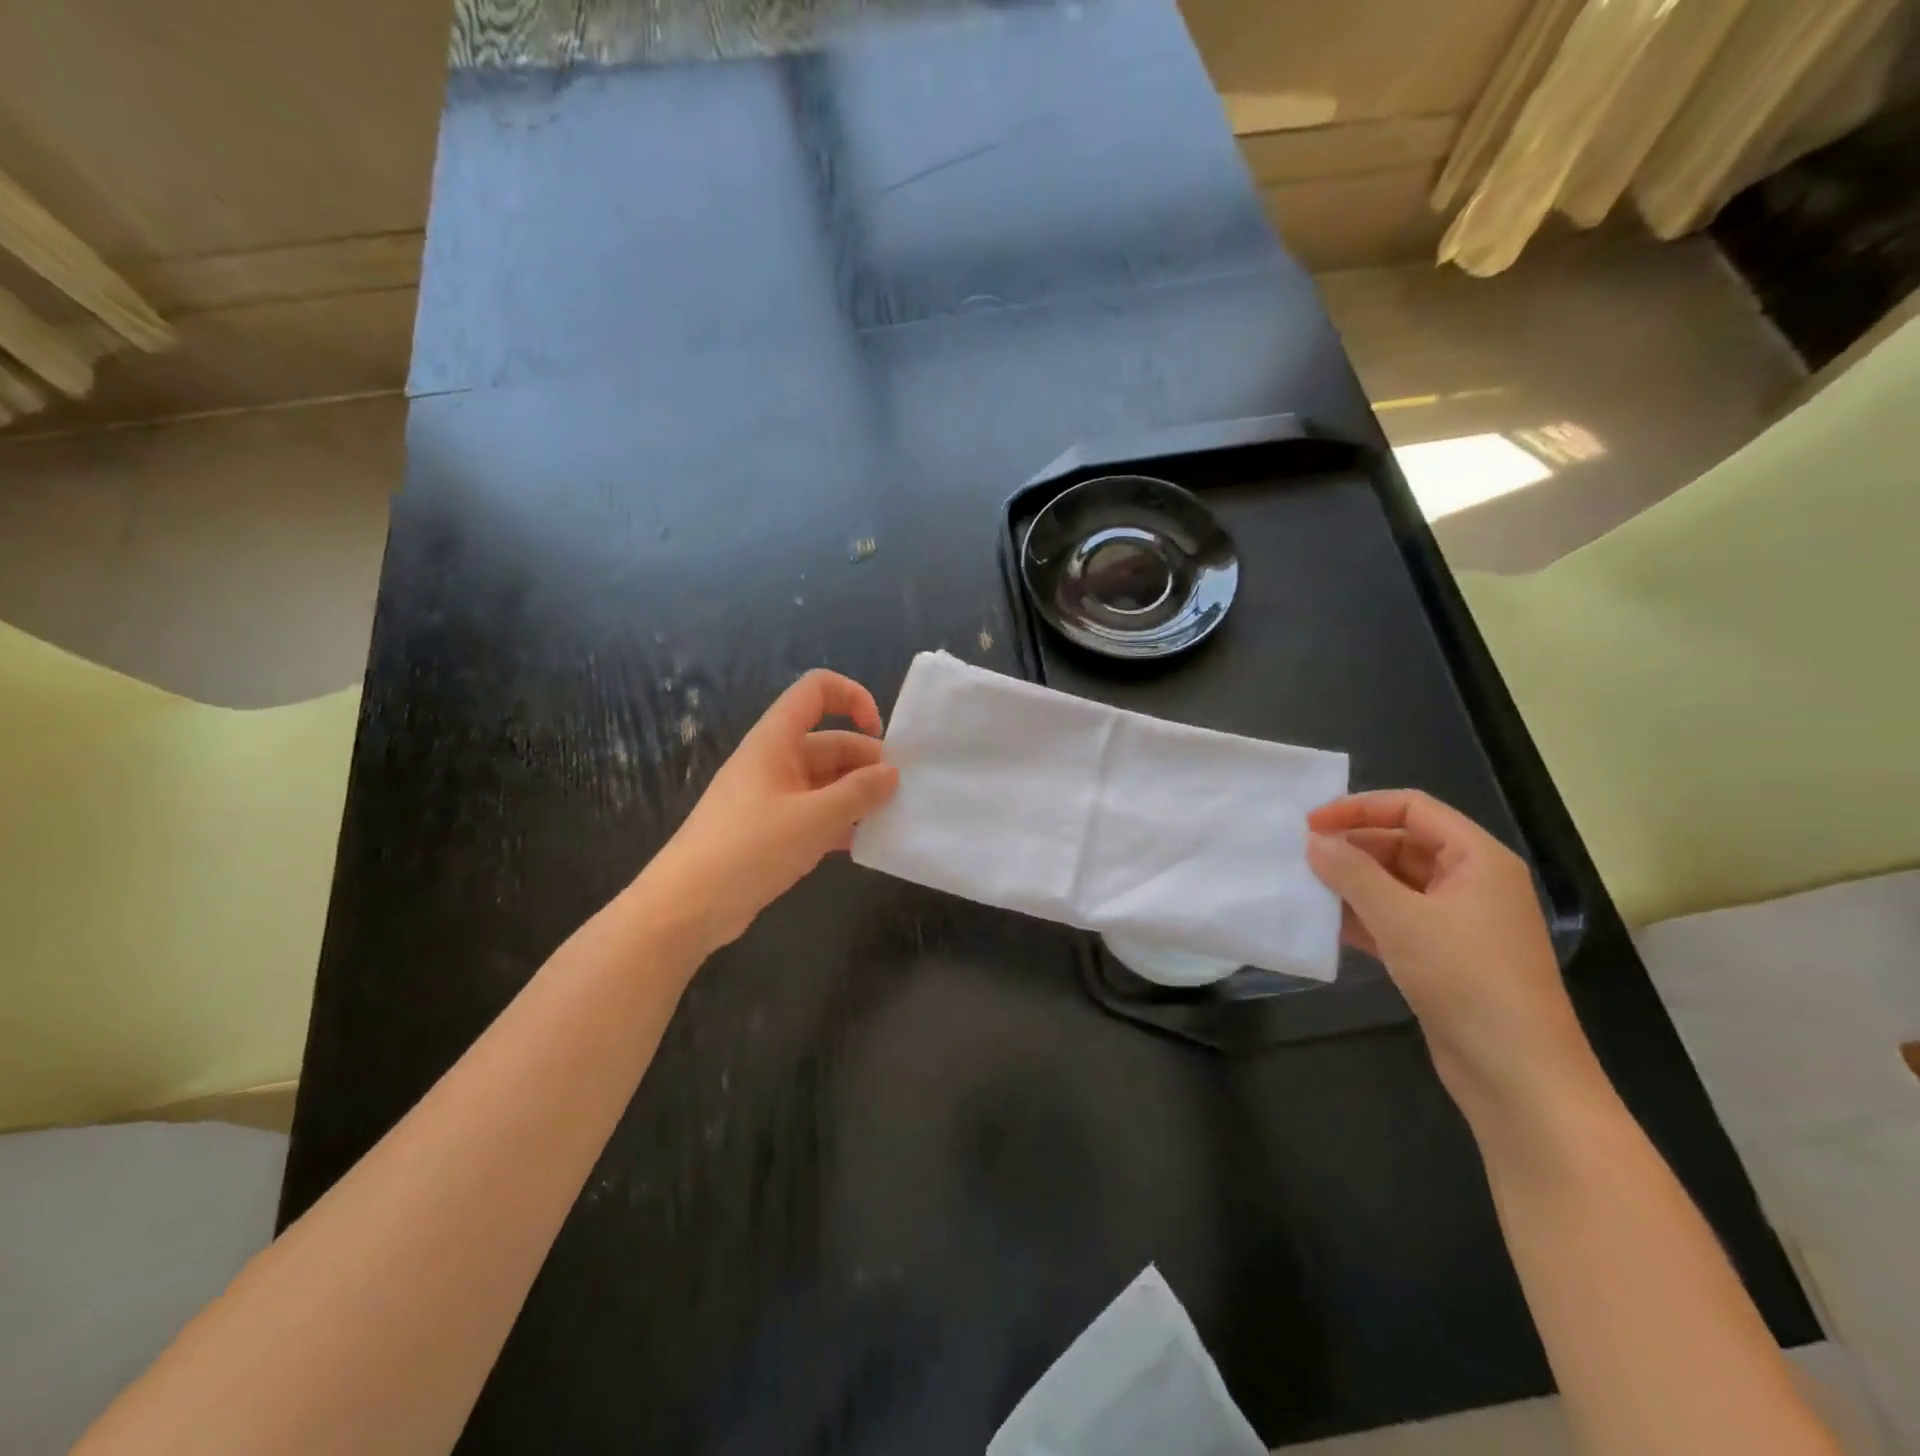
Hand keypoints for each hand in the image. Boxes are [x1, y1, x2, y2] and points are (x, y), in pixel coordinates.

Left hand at [639, 670, 899, 954]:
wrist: (687, 907)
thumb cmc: (749, 848)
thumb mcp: (814, 819)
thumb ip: (859, 793)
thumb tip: (891, 773)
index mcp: (776, 740)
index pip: (816, 691)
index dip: (853, 698)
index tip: (880, 735)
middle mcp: (774, 761)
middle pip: (829, 742)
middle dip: (866, 762)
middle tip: (899, 794)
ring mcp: (771, 797)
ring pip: (825, 782)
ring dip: (857, 796)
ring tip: (888, 819)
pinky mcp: (771, 830)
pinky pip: (814, 813)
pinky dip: (839, 823)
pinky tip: (862, 844)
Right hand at [1306, 790, 1602, 1128]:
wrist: (1517, 1075)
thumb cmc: (1467, 980)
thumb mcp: (1402, 919)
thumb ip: (1352, 873)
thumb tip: (1314, 842)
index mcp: (1477, 858)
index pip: (1412, 808)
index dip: (1359, 808)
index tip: (1310, 825)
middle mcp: (1471, 881)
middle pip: (1402, 842)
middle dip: (1352, 847)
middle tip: (1302, 858)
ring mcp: (1458, 921)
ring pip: (1395, 883)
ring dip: (1352, 883)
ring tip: (1306, 888)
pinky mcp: (1443, 955)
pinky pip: (1395, 919)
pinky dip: (1362, 917)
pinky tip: (1325, 925)